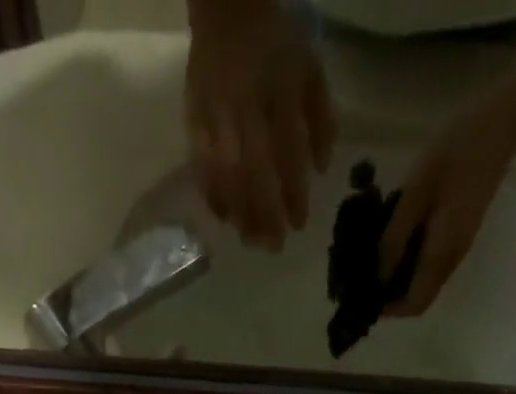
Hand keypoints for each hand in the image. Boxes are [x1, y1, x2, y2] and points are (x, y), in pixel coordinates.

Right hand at [185, 0, 334, 250]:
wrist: (227, 7)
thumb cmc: (275, 41)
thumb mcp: (309, 67)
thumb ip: (320, 116)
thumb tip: (321, 167)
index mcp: (281, 91)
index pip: (289, 154)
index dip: (294, 193)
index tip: (299, 224)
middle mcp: (248, 108)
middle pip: (256, 173)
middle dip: (266, 214)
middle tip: (274, 246)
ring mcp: (217, 116)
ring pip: (228, 175)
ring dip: (240, 212)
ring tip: (250, 239)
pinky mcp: (194, 120)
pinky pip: (202, 166)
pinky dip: (213, 194)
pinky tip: (224, 217)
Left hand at [378, 102, 515, 316]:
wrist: (503, 119)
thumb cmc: (457, 149)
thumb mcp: (416, 191)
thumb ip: (394, 236)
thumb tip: (376, 276)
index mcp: (443, 253)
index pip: (416, 304)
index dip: (390, 309)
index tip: (366, 296)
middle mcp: (452, 258)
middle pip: (419, 296)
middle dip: (390, 294)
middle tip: (363, 276)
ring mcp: (459, 245)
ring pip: (424, 279)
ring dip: (398, 276)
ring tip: (373, 258)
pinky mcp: (459, 231)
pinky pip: (430, 260)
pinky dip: (409, 259)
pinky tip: (393, 238)